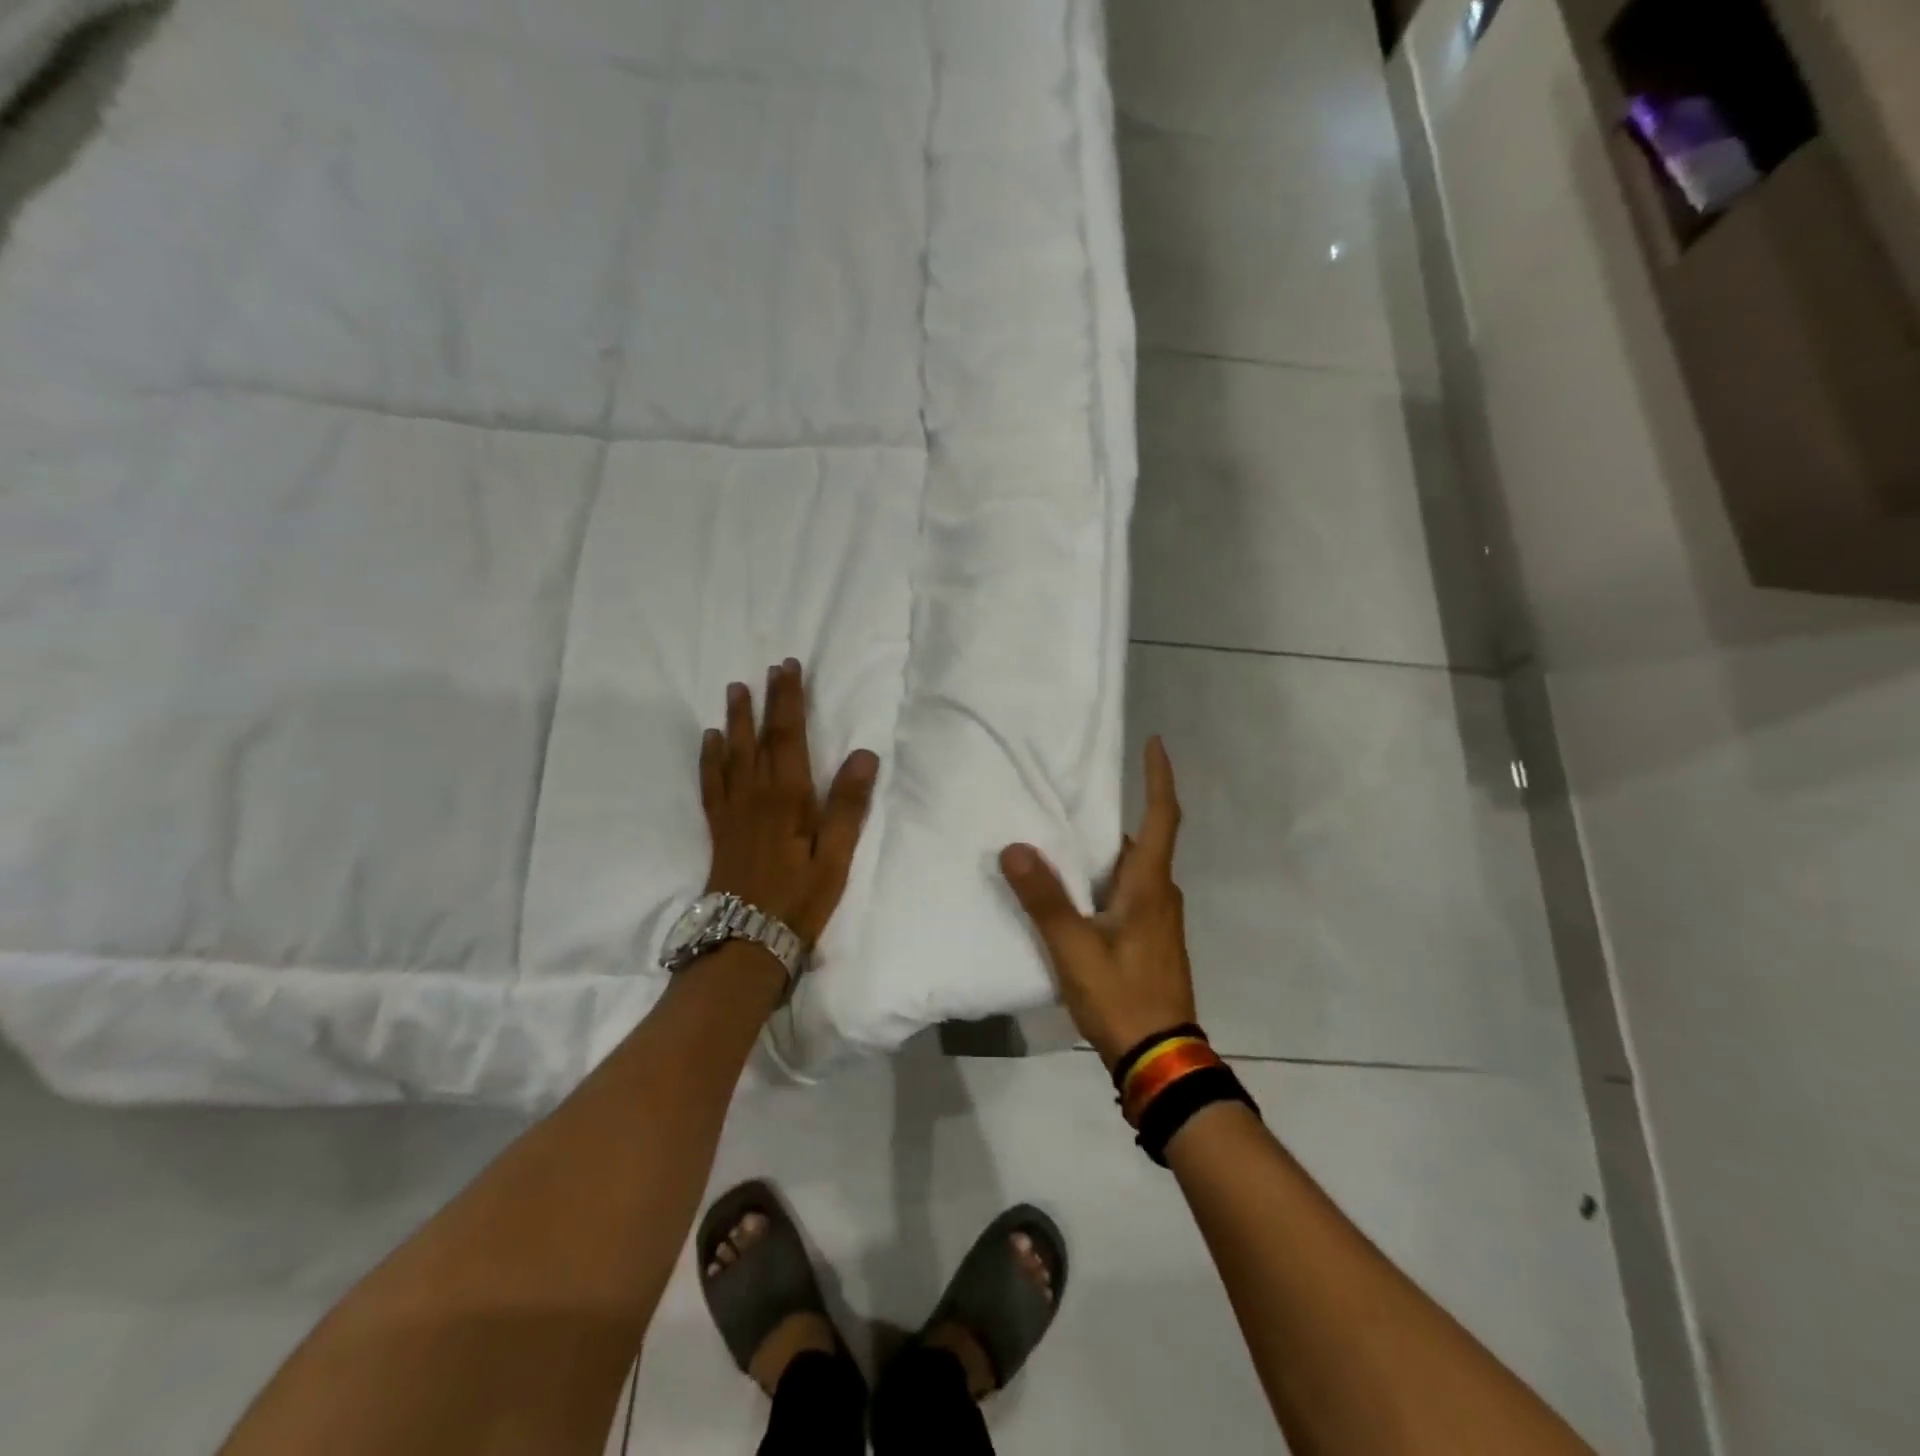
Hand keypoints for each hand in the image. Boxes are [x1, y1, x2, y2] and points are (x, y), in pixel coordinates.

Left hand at [700, 659, 878, 946]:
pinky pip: (711, 781)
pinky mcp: (720, 826)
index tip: (788, 667)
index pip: (788, 735)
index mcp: (787, 796)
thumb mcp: (836, 856)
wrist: (746, 939)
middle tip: (767, 669)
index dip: (788, 699)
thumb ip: (848, 805)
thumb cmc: (799, 898)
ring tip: (735, 690)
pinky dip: (710, 757)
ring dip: (735, 719)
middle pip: (759, 737)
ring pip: (732, 753)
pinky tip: (711, 741)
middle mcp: (756, 794)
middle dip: (765, 700)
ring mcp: (733, 809)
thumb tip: (864, 754)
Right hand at [999, 736, 1195, 1068]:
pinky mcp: (1151, 943)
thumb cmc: (1122, 996)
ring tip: (1060, 842)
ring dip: (1104, 854)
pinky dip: (1103, 882)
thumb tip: (1014, 848)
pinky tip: (1072, 895)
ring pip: (1132, 872)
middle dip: (1111, 819)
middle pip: (1141, 843)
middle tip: (1071, 800)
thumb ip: (1044, 899)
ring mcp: (1160, 922)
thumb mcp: (1074, 947)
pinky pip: (1127, 896)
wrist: (1160, 1059)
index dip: (1159, 778)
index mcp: (1150, 886)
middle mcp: (1161, 895)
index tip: (1154, 743)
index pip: (1164, 817)